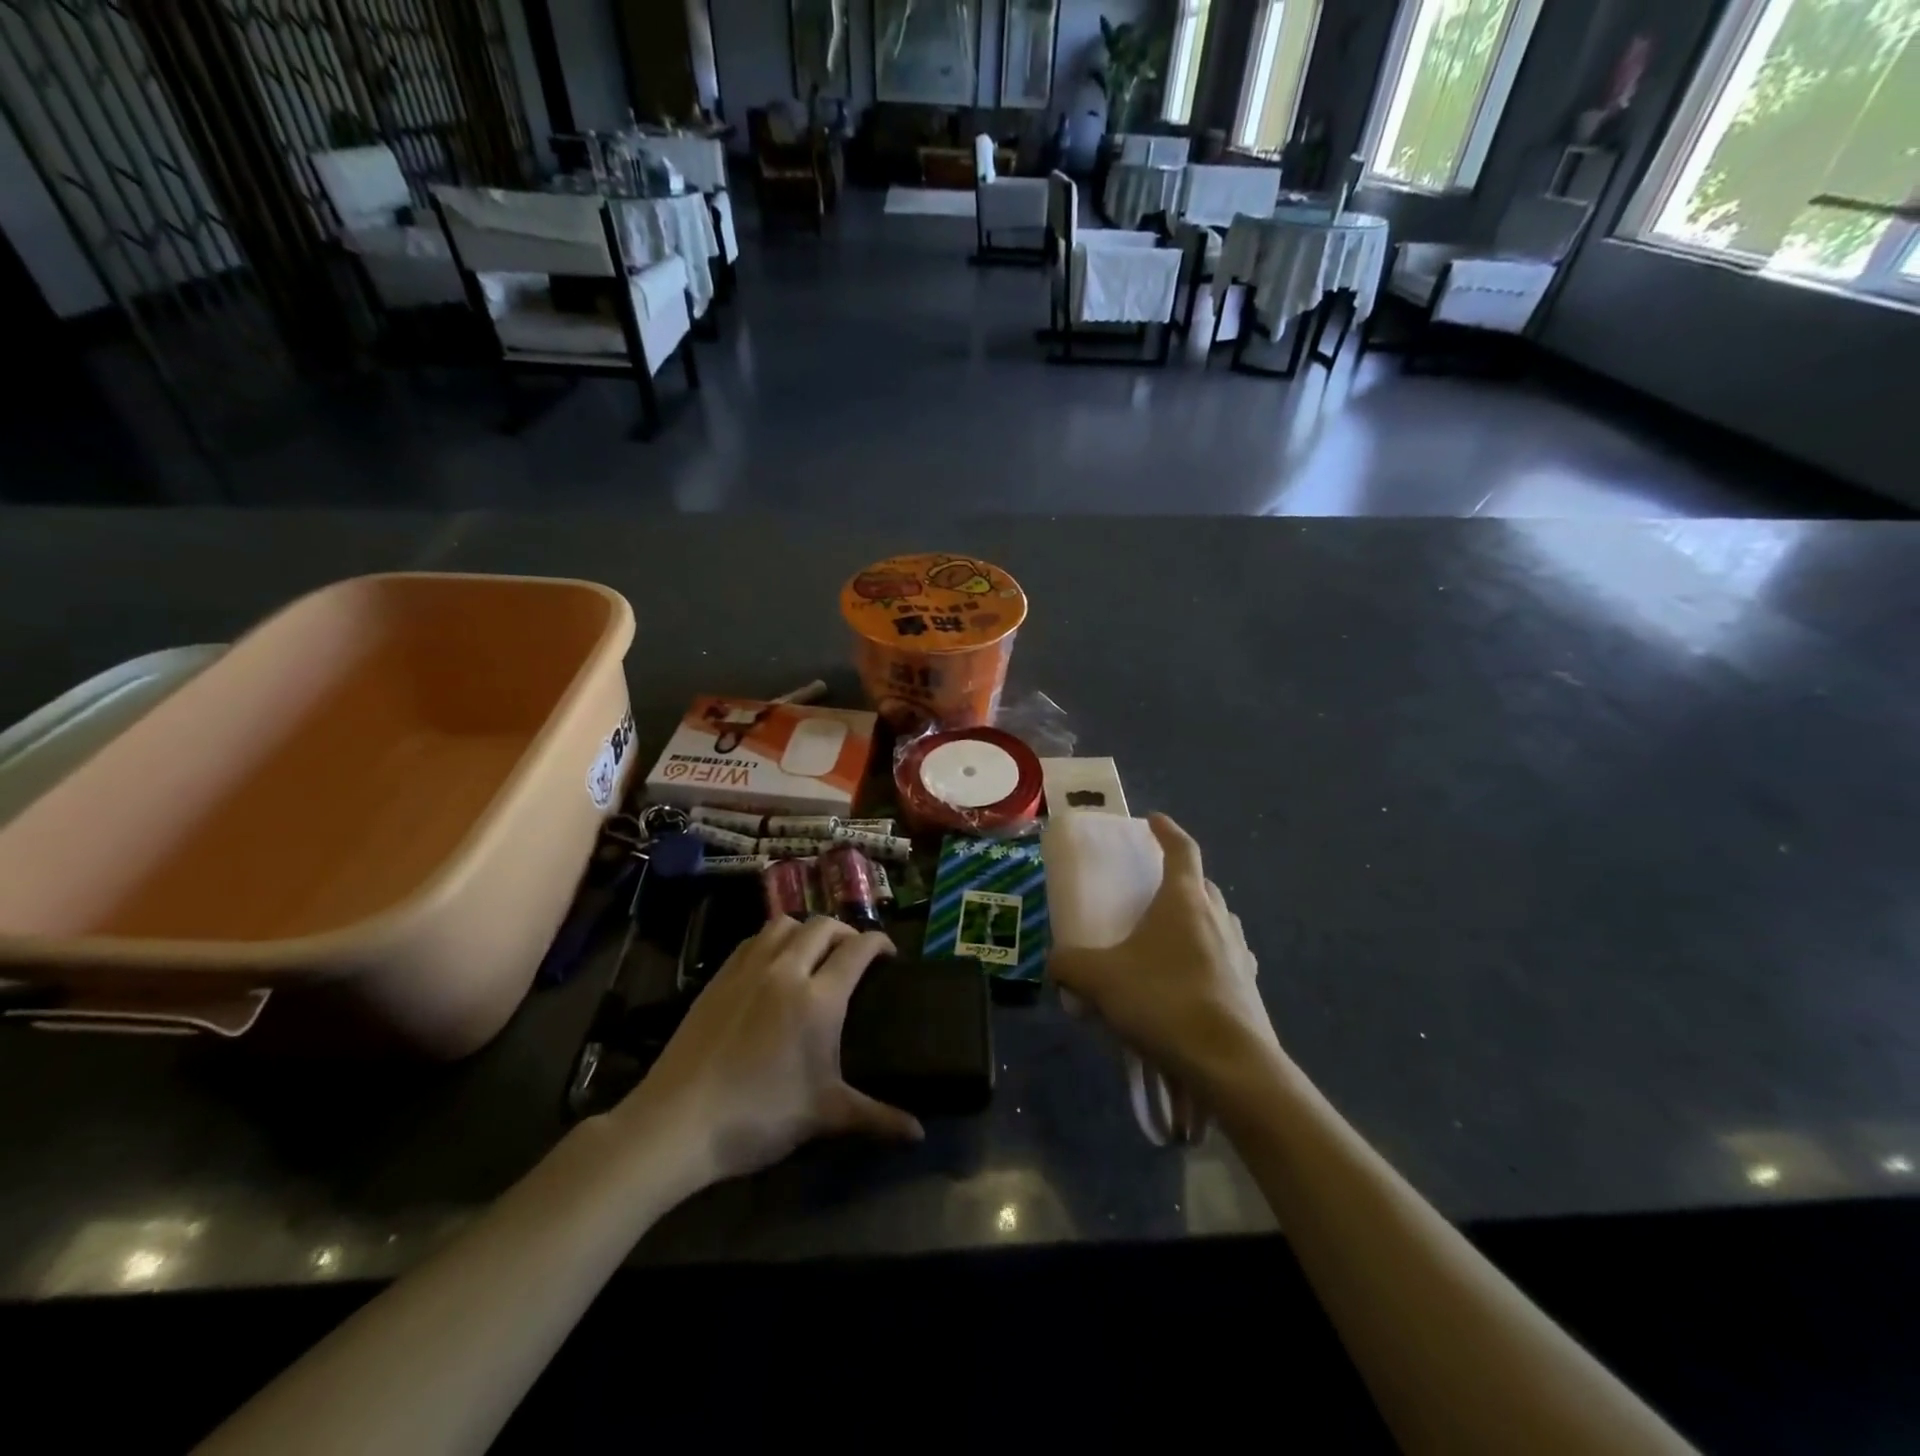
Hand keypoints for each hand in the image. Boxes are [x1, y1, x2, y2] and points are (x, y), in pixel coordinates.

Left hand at [619, 917, 922, 1185]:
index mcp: (819, 998)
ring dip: (806, 930)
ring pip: (784, 924)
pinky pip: (752, 940)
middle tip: (854, 954)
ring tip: (813, 953)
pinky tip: (772, 965)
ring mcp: (747, 969)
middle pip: (823, 926)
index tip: (889, 954)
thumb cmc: (759, 1117)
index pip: (858, 949)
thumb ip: (877, 1118)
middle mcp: (786, 970)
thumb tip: (919, 1134)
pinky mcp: (718, 978)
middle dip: (845, 932)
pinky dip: (772, 940)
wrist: (678, 1122)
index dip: (879, 943)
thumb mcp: (824, 1116)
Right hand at [1048, 814, 1280, 1103]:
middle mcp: (1217, 917)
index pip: (1182, 849)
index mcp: (1184, 900)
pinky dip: (1208, 959)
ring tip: (1170, 938)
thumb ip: (1069, 965)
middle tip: (1154, 889)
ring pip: (1218, 921)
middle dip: (1180, 879)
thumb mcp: (1100, 980)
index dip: (1167, 831)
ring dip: (1197, 920)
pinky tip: (1190, 982)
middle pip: (1201, 885)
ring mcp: (1240, 953)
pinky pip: (1227, 959)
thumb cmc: (1163, 1001)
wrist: (1229, 1064)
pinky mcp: (1250, 989)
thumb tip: (1055, 963)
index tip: (1154, 820)